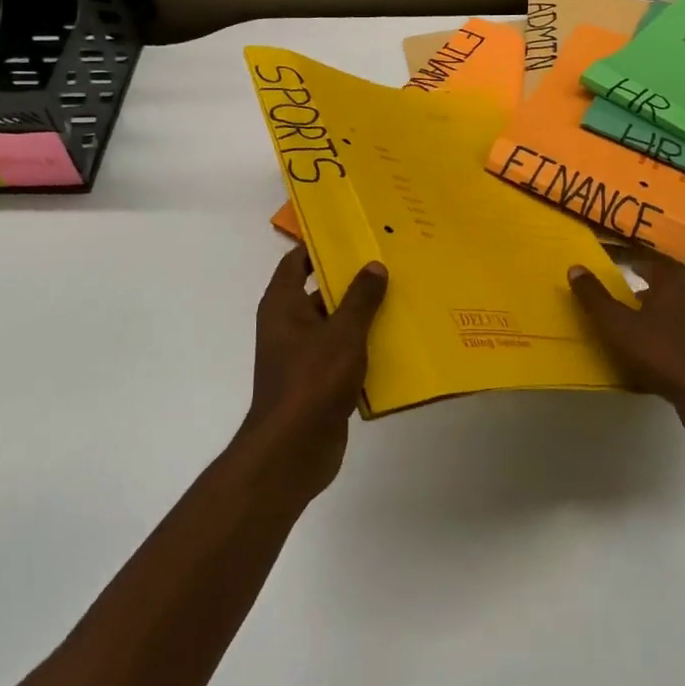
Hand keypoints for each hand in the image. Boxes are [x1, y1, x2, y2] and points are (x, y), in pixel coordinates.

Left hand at [239, 248, 387, 499]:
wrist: (294, 450)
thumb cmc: (312, 380)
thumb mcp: (343, 333)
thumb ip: (360, 298)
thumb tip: (374, 265)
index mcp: (282, 305)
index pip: (295, 261)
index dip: (319, 246)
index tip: (352, 235)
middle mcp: (287, 325)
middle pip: (319, 292)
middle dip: (351, 281)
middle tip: (389, 264)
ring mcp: (302, 355)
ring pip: (335, 325)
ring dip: (362, 317)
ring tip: (401, 299)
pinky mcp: (317, 382)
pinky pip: (343, 355)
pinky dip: (363, 349)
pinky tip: (397, 343)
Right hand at [569, 252, 684, 419]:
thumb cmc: (660, 353)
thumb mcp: (617, 325)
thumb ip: (595, 298)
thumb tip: (575, 268)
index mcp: (674, 284)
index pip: (651, 262)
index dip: (634, 262)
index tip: (621, 264)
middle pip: (670, 285)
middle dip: (650, 288)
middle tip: (630, 296)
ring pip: (683, 309)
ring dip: (664, 312)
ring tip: (645, 326)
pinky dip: (676, 334)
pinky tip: (664, 351)